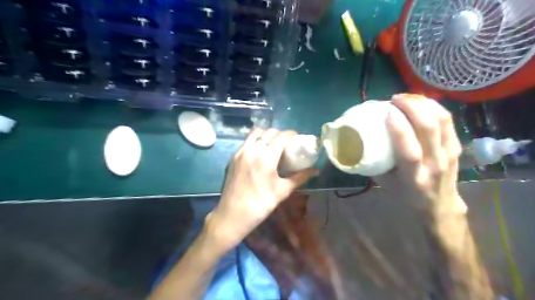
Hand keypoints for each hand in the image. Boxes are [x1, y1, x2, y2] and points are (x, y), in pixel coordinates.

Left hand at [205, 129, 316, 250]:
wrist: (232, 215)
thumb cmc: (260, 205)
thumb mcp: (283, 191)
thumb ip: (300, 177)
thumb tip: (315, 170)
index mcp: (265, 158)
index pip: (280, 136)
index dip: (291, 134)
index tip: (297, 138)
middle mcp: (251, 150)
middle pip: (268, 132)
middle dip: (280, 134)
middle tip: (287, 143)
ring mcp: (240, 152)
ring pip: (255, 133)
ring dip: (266, 134)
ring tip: (273, 144)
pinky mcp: (233, 157)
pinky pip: (246, 141)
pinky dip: (256, 140)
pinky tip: (260, 152)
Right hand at [373, 94, 466, 214]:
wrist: (440, 205)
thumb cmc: (407, 195)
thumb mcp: (386, 183)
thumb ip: (376, 162)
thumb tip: (364, 141)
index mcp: (415, 177)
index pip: (410, 151)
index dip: (399, 129)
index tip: (387, 112)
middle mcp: (435, 164)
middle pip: (429, 129)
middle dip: (412, 107)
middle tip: (395, 99)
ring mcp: (449, 154)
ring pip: (442, 120)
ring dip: (424, 103)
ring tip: (407, 97)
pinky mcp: (456, 146)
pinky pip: (448, 120)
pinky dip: (434, 107)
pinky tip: (421, 103)